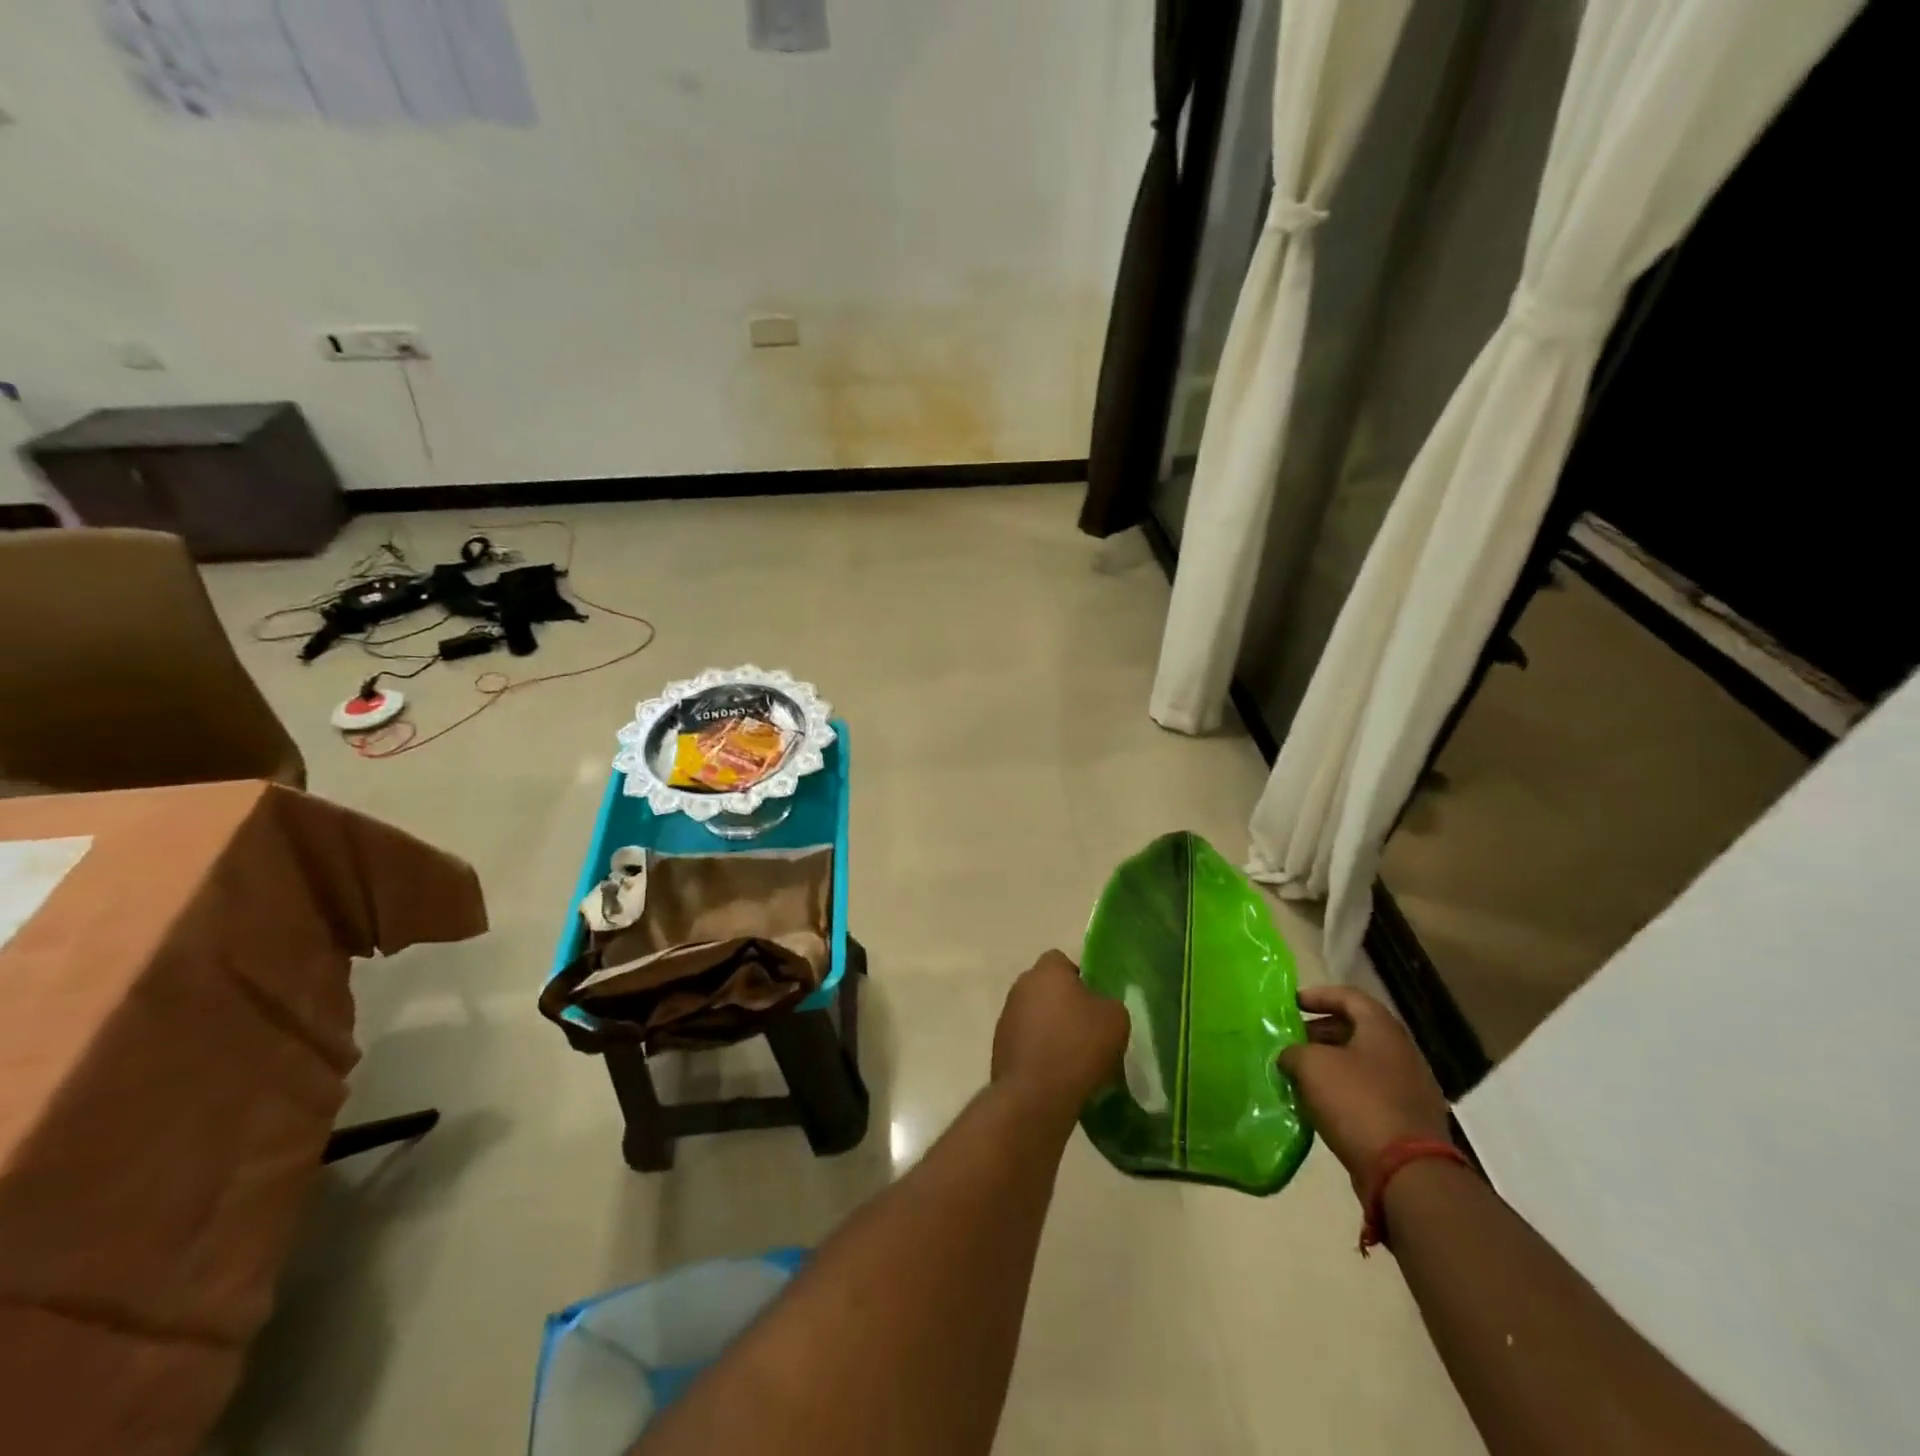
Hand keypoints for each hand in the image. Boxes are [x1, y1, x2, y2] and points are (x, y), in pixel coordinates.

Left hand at [992, 951, 1129, 1118]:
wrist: (1035, 1095)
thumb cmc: (1079, 1047)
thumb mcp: (1115, 1019)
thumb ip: (1108, 1003)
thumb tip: (1099, 1007)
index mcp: (1047, 971)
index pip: (1062, 961)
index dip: (1081, 979)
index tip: (1095, 1003)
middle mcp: (1021, 986)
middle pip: (1047, 988)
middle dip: (1064, 1004)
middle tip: (1087, 1030)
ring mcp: (1006, 1016)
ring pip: (1035, 1015)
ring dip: (1050, 1029)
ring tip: (1072, 1056)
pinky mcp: (999, 1046)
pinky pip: (1025, 1041)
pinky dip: (1038, 1051)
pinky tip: (1055, 1073)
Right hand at [1278, 984, 1452, 1186]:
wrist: (1407, 1173)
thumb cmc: (1357, 1102)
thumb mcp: (1311, 1066)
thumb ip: (1294, 1052)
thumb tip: (1291, 1056)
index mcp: (1383, 1030)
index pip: (1350, 996)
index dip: (1318, 995)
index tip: (1292, 1003)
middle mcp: (1403, 1053)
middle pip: (1358, 1030)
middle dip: (1322, 1032)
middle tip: (1293, 1041)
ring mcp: (1411, 1089)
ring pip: (1364, 1064)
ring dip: (1332, 1064)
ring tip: (1301, 1074)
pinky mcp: (1410, 1121)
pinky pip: (1371, 1093)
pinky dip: (1345, 1091)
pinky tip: (1321, 1104)